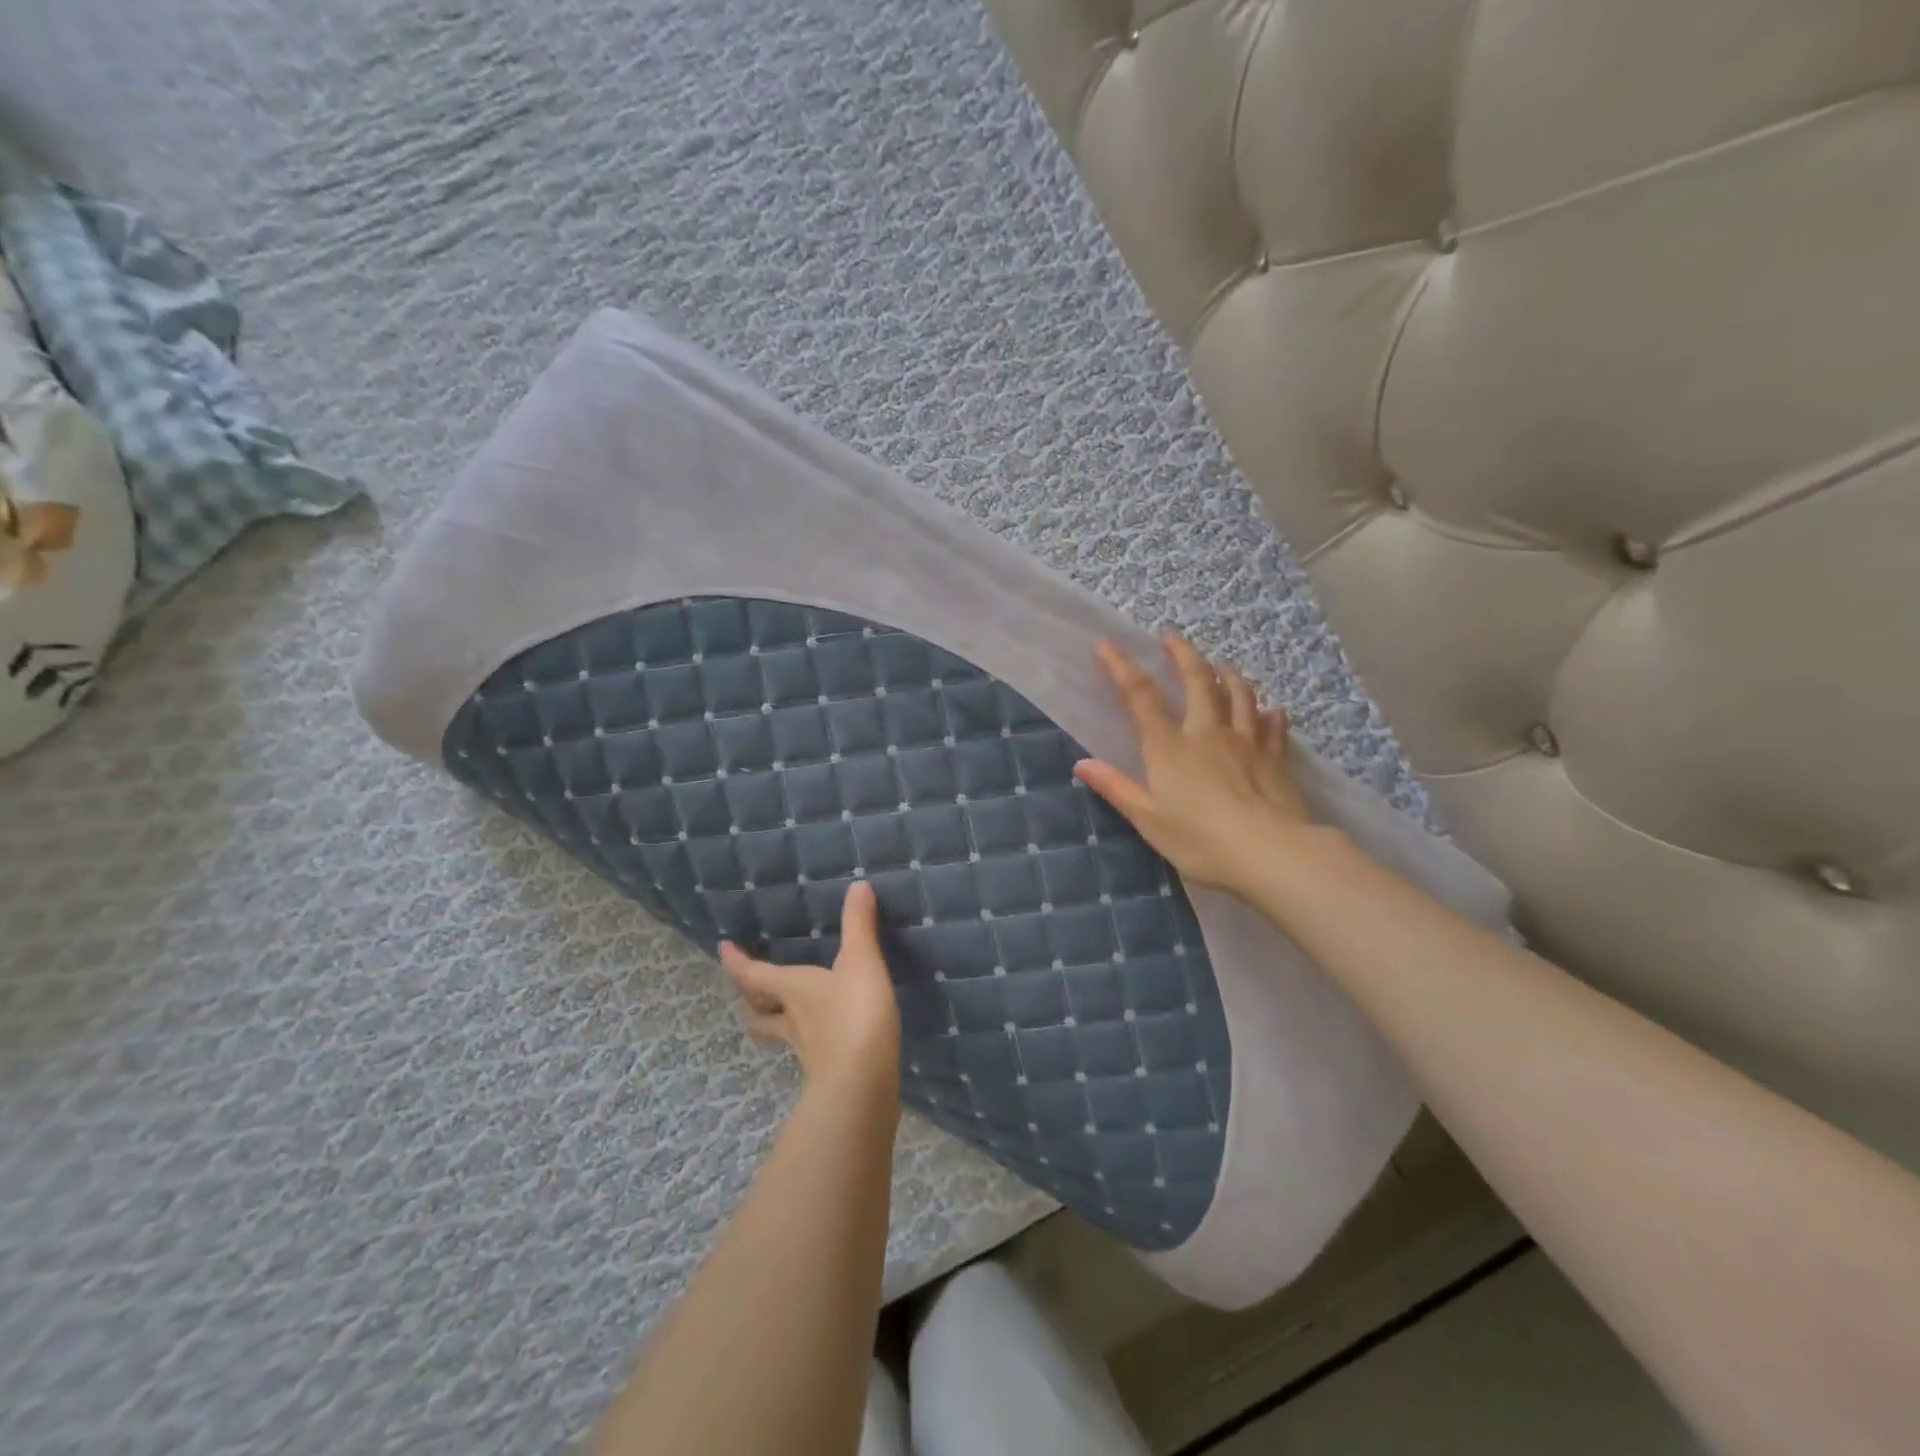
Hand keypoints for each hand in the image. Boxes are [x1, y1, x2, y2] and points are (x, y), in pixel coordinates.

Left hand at [720, 881, 901, 1100]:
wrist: (863, 1085)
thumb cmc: (855, 1015)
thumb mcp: (860, 962)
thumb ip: (859, 924)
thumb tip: (858, 884)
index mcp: (792, 988)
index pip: (753, 974)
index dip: (736, 961)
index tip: (722, 947)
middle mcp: (791, 1019)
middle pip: (758, 1010)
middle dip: (749, 998)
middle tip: (744, 988)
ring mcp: (806, 1049)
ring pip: (778, 1033)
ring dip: (770, 1023)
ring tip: (773, 1015)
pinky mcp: (826, 1070)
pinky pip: (807, 1050)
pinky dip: (806, 1040)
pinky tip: (820, 1038)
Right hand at [1074, 634, 1315, 900]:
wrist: (1270, 853)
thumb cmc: (1201, 841)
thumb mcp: (1148, 820)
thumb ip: (1117, 788)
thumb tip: (1081, 764)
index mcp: (1170, 748)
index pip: (1141, 698)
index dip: (1122, 669)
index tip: (1107, 646)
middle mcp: (1207, 734)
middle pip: (1197, 682)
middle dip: (1182, 655)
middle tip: (1172, 636)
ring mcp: (1246, 743)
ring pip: (1238, 696)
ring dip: (1227, 676)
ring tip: (1222, 664)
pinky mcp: (1275, 759)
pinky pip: (1272, 728)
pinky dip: (1270, 715)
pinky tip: (1272, 710)